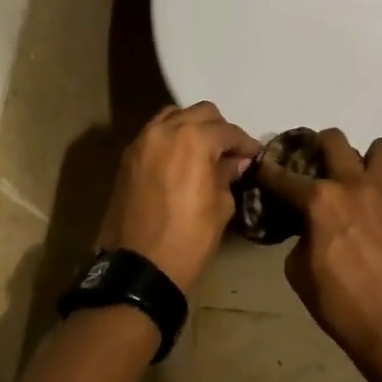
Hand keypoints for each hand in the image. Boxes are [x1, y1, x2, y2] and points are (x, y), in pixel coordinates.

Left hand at [98, 102, 260, 293]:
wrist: (137, 268)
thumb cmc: (188, 239)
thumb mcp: (220, 207)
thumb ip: (227, 175)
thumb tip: (234, 162)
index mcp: (193, 140)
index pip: (227, 131)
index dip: (245, 143)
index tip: (254, 155)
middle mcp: (165, 130)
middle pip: (200, 113)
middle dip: (219, 129)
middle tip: (230, 153)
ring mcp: (142, 141)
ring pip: (174, 116)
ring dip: (192, 128)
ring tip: (204, 153)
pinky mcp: (127, 157)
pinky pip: (155, 134)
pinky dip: (171, 138)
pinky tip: (182, 160)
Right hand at [256, 129, 381, 355]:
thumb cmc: (339, 302)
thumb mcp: (298, 272)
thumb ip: (299, 238)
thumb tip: (307, 228)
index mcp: (319, 201)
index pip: (283, 176)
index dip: (267, 172)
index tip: (261, 168)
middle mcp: (352, 184)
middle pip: (334, 140)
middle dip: (318, 145)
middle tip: (313, 165)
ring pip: (379, 147)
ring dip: (363, 158)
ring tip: (354, 179)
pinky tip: (375, 204)